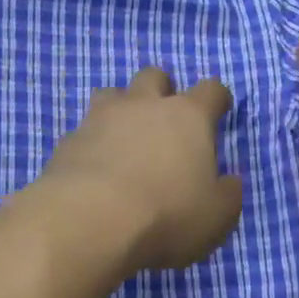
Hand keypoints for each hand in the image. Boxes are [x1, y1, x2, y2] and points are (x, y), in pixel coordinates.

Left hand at [38, 67, 243, 272]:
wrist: (89, 221)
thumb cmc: (167, 214)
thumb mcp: (216, 216)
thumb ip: (228, 194)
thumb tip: (230, 181)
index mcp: (188, 117)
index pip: (211, 90)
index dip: (217, 99)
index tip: (219, 111)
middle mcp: (144, 105)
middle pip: (154, 76)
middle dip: (162, 90)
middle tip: (165, 120)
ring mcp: (101, 118)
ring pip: (112, 93)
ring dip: (121, 108)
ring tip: (125, 137)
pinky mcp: (68, 141)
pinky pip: (84, 130)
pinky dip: (93, 143)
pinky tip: (94, 168)